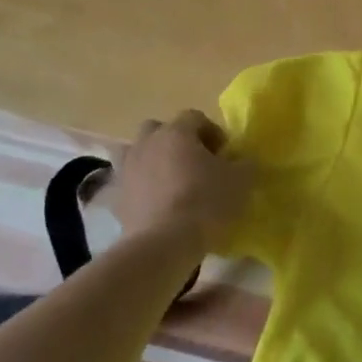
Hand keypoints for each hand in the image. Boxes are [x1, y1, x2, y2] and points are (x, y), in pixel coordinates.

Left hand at [109, 110, 252, 248]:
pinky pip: (131, 183)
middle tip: (196, 164)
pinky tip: (160, 206)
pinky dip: (143, 188)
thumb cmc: (206, 202)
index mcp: (177, 133)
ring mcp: (127, 169)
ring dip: (156, 162)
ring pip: (139, 154)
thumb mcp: (241, 181)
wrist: (163, 244)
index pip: (195, 117)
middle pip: (160, 129)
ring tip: (174, 184)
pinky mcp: (116, 197)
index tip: (225, 155)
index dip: (213, 132)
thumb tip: (243, 160)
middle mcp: (147, 143)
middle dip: (178, 142)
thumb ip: (245, 163)